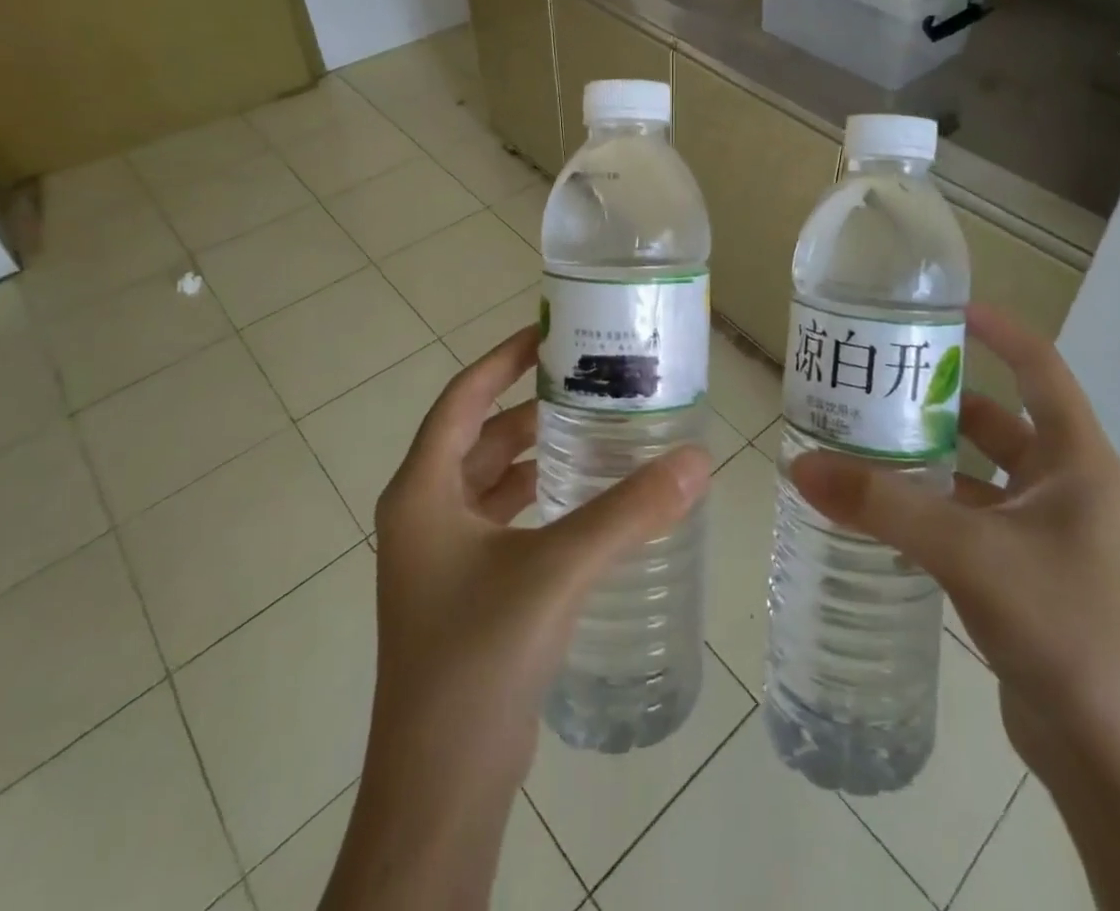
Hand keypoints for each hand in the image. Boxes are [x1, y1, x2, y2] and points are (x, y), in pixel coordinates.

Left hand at [326, 326, 710, 909]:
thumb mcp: (557, 571)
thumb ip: (629, 512)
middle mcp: (425, 513)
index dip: (504, 358)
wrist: (441, 788)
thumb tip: (696, 459)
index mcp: (422, 491)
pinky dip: (541, 495)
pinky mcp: (466, 588)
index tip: (551, 331)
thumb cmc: (479, 659)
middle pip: (481, 434)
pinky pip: (505, 516)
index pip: (463, 397)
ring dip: (539, 451)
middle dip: (532, 404)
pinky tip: (587, 495)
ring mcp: (442, 554)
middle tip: (592, 377)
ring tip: (598, 425)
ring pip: (494, 478)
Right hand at [788, 302, 1119, 778]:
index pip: (1039, 366)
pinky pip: (968, 520)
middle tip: (876, 383)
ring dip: (928, 458)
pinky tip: (880, 513)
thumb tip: (801, 464)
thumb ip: (883, 507)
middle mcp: (1064, 487)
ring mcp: (1044, 534)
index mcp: (1076, 459)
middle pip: (996, 419)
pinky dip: (929, 508)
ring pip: (976, 474)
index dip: (997, 330)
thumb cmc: (1064, 625)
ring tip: (862, 441)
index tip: (943, 309)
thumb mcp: (968, 551)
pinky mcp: (1023, 575)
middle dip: (940, 399)